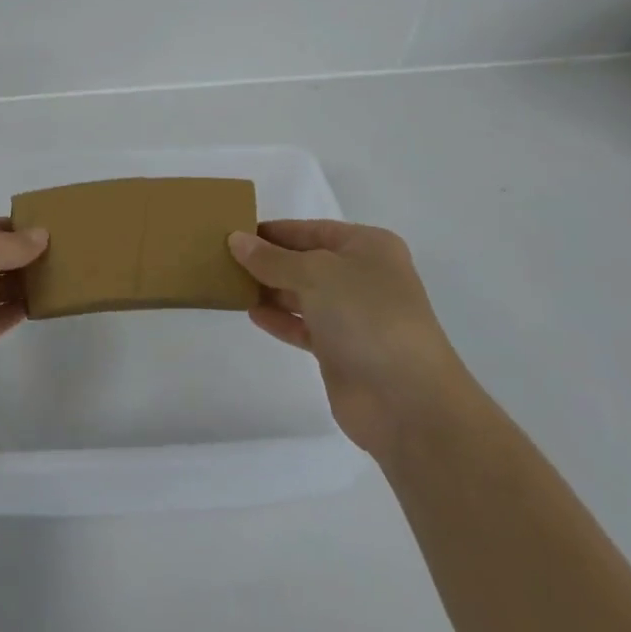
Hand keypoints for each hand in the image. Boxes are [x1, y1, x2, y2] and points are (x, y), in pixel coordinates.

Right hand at [230, 220, 467, 459]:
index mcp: (368, 247)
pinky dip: (279, 319)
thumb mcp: (314, 273)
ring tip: (229, 283)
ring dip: (270, 289)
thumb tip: (236, 240)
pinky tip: (251, 313)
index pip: (311, 229)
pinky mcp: (343, 351)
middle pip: (306, 260)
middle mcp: (364, 277)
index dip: (274, 230)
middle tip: (223, 257)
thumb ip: (272, 258)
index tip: (233, 231)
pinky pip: (303, 325)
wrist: (407, 402)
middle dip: (268, 260)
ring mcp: (355, 316)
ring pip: (303, 294)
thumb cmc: (366, 317)